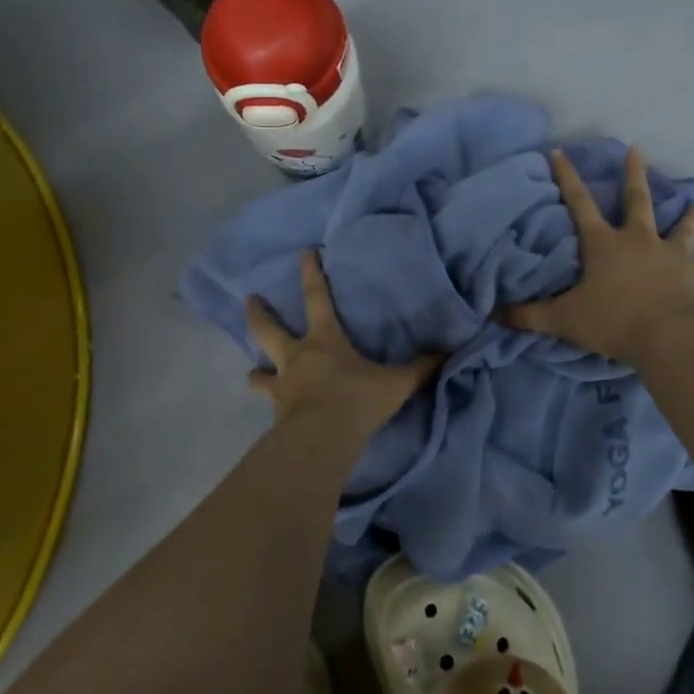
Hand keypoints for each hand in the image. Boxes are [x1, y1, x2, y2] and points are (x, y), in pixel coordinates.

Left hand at [246, 249, 441, 438]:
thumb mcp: (395, 384)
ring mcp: (282, 386)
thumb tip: (444, 354)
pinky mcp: (275, 414)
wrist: (320, 441)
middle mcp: (297, 358)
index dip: (311, 273)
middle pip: (268, 330)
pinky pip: (270, 404)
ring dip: (257, 371)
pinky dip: (271, 403)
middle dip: (258, 313)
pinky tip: (276, 411)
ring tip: (254, 372)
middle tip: (249, 299)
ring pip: (260, 373)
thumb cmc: (356, 402)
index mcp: (324, 341)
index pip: (316, 298)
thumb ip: (419, 369)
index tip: (304, 253)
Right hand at [503, 147, 693, 361]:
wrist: (669, 335)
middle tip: (637, 151)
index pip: (579, 204)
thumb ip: (529, 316)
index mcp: (605, 245)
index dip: (567, 178)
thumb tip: (494, 315)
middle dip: (634, 176)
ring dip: (689, 216)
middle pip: (637, 201)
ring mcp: (674, 255)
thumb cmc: (614, 321)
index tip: (560, 152)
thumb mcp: (564, 319)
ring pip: (682, 229)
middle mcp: (640, 241)